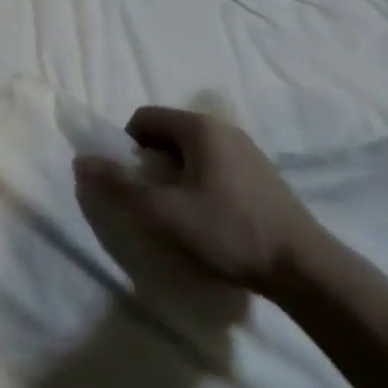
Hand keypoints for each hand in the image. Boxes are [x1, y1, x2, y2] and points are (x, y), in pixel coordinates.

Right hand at [72, 107, 321, 293]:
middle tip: (154, 202)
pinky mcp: (262, 175)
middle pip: (167, 134)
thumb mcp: (165, 212)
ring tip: (182, 215)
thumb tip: (80, 161)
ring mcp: (247, 151)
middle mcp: (223, 128)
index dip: (127, 148)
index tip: (133, 184)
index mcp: (199, 127)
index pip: (143, 118)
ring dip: (176, 176)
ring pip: (192, 153)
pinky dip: (201, 185)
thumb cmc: (230, 232)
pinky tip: (212, 221)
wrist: (307, 269)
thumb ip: (120, 186)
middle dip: (151, 164)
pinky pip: (215, 166)